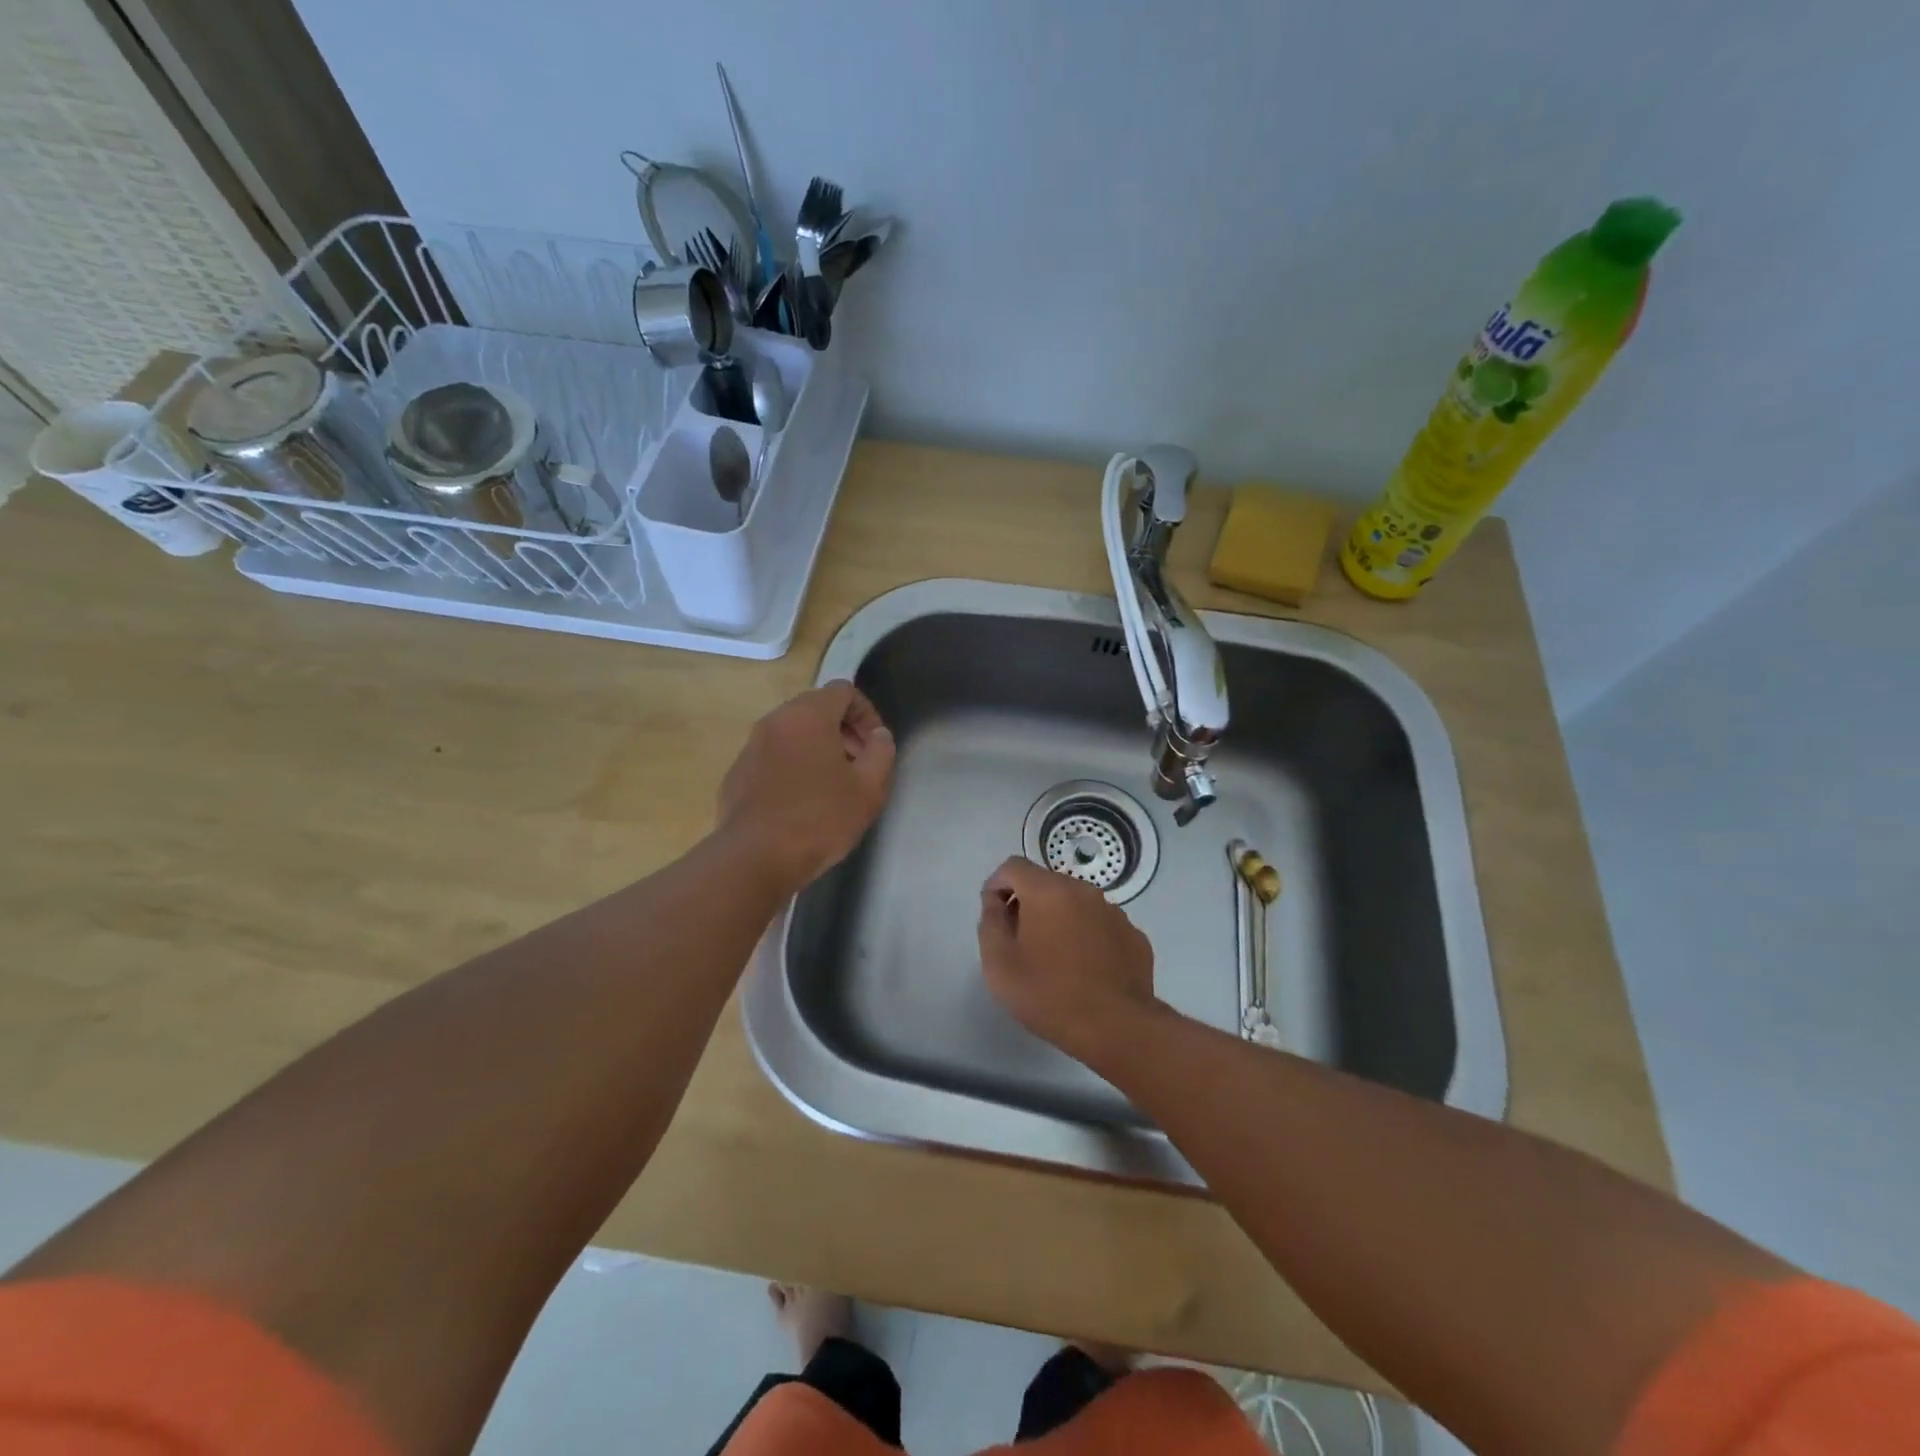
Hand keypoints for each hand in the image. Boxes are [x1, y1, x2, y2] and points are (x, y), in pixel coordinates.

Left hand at [717, 681, 894, 889]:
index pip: (843, 691)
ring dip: (817, 748)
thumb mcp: (869, 789)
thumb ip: (881, 752)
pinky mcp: (737, 774)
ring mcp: (751, 747)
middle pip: (816, 709)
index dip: (867, 714)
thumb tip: (878, 736)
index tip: (875, 747)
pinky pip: (772, 757)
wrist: (754, 859)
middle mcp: (775, 721)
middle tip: (858, 765)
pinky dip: (792, 766)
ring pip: (792, 733)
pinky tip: (801, 803)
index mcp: (808, 715)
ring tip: (832, 785)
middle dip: (843, 730)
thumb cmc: (820, 819)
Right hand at [977, 856, 1158, 1061]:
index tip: (993, 916)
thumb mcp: (999, 964)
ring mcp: (1115, 912)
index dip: (996, 886)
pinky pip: (1100, 926)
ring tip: (1053, 959)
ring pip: (1076, 904)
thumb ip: (990, 923)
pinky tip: (1084, 970)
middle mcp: (1084, 891)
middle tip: (1019, 942)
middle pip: (1046, 883)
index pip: (1013, 867)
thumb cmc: (1049, 994)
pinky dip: (1086, 937)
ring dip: (1058, 920)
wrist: (1118, 1028)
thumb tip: (996, 903)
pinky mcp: (1134, 936)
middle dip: (1027, 904)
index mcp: (1048, 891)